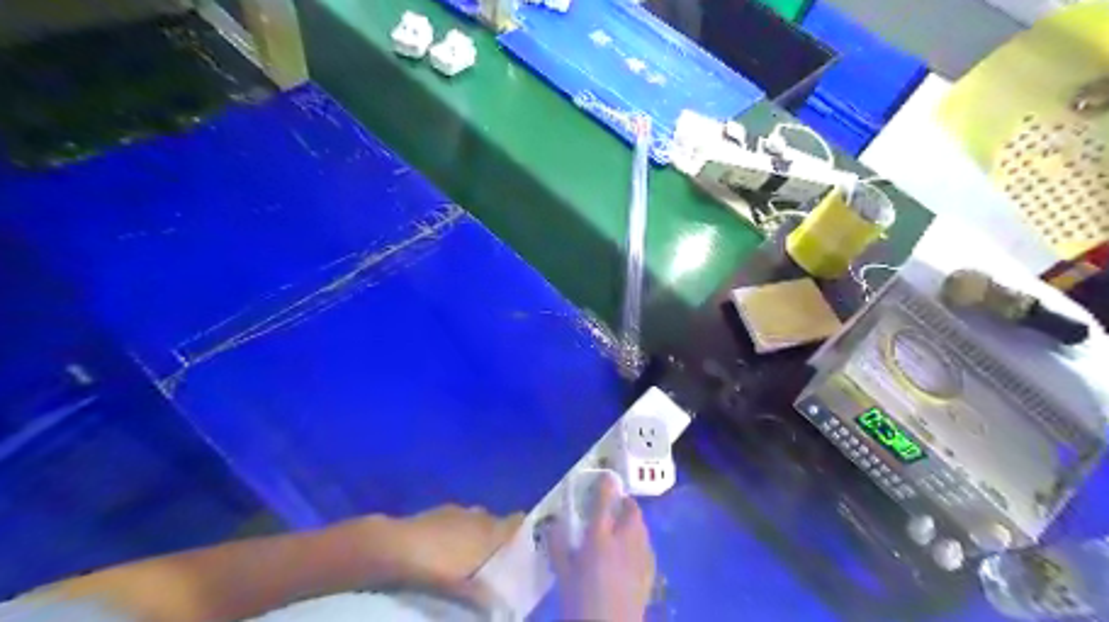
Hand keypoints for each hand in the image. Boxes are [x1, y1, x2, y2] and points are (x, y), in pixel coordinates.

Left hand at [371, 506, 524, 592]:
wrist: (392, 547)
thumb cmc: (435, 566)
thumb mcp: (464, 588)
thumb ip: (485, 594)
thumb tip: (503, 606)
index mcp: (491, 529)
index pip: (519, 522)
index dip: (524, 534)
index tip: (524, 551)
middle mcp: (479, 514)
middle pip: (497, 523)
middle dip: (496, 540)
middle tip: (493, 564)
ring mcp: (456, 511)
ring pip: (475, 521)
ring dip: (474, 536)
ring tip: (467, 560)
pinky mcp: (435, 512)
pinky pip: (455, 521)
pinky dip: (454, 534)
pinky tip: (444, 552)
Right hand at [548, 477, 650, 621]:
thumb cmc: (580, 602)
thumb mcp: (562, 573)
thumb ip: (558, 545)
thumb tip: (553, 524)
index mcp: (599, 537)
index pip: (605, 502)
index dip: (607, 485)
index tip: (607, 476)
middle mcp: (624, 540)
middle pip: (632, 511)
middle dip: (625, 504)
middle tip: (615, 506)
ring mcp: (641, 555)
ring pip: (642, 527)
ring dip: (633, 521)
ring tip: (623, 528)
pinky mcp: (651, 571)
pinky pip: (647, 545)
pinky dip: (640, 541)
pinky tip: (631, 553)